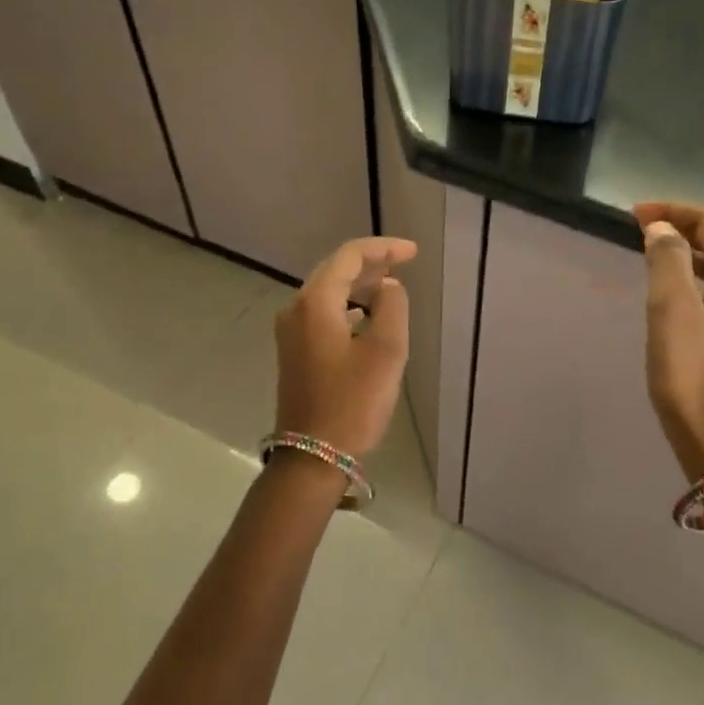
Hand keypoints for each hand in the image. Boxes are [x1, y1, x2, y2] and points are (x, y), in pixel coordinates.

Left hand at [274, 236, 417, 457]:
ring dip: (359, 286)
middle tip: (404, 264)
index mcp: (315, 303)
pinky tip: (368, 319)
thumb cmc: (353, 402)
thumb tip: (388, 288)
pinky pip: (323, 314)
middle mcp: (296, 310)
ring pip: (328, 293)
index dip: (382, 248)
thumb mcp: (385, 351)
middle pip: (334, 271)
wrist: (313, 455)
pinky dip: (348, 307)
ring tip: (391, 288)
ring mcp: (291, 332)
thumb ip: (392, 307)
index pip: (349, 257)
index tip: (412, 252)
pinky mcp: (295, 352)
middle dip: (370, 264)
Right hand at [634, 202, 703, 482]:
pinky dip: (692, 279)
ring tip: (650, 251)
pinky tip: (670, 290)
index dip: (674, 211)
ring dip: (686, 253)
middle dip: (680, 228)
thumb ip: (667, 260)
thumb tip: (662, 228)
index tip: (635, 213)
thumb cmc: (692, 373)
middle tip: (639, 228)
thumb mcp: (673, 310)